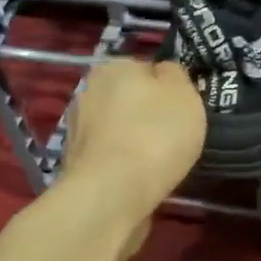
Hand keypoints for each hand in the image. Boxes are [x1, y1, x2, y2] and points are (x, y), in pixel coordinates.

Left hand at [60, 58, 205, 226]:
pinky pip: (110, 157)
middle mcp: (88, 91)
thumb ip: (175, 75)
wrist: (113, 193)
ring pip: (118, 129)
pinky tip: (139, 179)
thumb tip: (164, 73)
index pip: (148, 70)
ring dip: (134, 141)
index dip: (169, 90)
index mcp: (113, 67)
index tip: (184, 111)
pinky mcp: (75, 163)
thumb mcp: (185, 93)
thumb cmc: (155, 135)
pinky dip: (123, 165)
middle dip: (148, 115)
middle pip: (129, 99)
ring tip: (159, 163)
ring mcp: (77, 129)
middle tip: (174, 137)